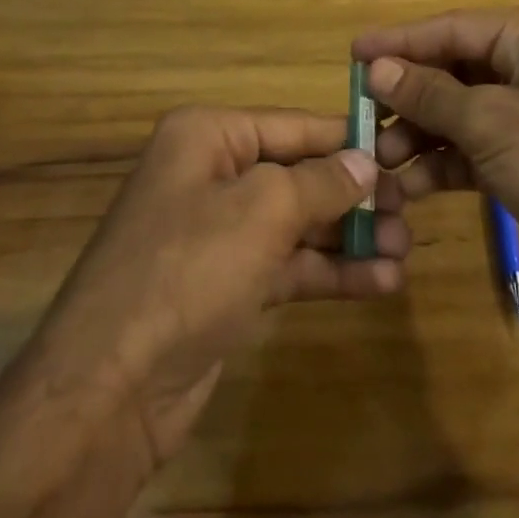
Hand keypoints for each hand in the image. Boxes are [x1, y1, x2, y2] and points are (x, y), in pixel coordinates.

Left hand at [28, 105, 409, 461]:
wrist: (108, 391)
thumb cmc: (188, 269)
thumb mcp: (263, 211)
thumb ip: (321, 181)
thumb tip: (366, 162)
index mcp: (208, 136)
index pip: (292, 126)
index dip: (346, 137)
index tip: (399, 149)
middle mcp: (211, 176)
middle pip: (297, 174)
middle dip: (353, 194)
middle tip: (410, 209)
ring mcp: (217, 235)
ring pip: (296, 223)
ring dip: (348, 236)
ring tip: (403, 248)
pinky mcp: (225, 286)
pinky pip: (286, 266)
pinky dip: (328, 272)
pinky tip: (379, 282)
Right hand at [353, 11, 518, 329]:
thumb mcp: (492, 122)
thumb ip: (430, 94)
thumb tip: (377, 68)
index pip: (453, 28)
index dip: (401, 41)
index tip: (353, 53)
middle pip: (452, 71)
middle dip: (408, 95)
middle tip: (360, 113)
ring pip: (456, 114)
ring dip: (418, 136)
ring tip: (380, 160)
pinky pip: (468, 151)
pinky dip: (440, 165)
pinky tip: (409, 187)